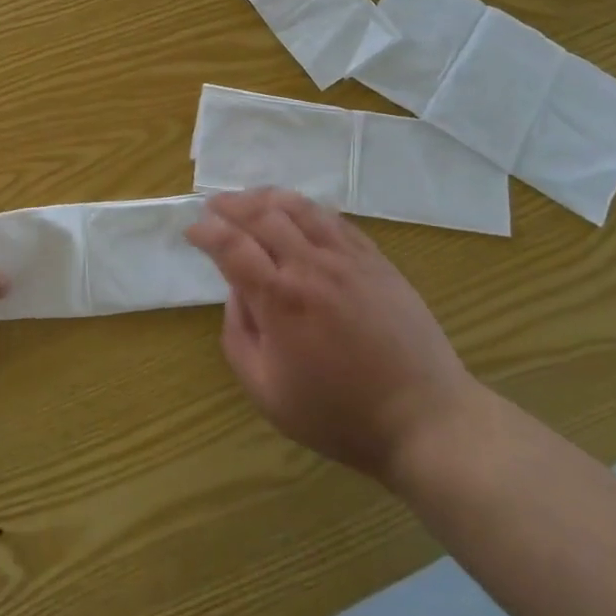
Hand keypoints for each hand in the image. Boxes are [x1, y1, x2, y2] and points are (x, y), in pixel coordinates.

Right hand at [187, 188, 476, 486]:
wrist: (423, 417)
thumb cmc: (339, 414)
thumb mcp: (268, 393)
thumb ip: (238, 337)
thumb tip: (236, 293)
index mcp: (280, 299)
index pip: (232, 246)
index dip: (207, 232)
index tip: (193, 231)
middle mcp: (311, 266)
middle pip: (263, 216)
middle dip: (231, 205)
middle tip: (213, 206)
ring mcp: (348, 258)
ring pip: (300, 208)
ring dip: (267, 198)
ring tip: (249, 199)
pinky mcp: (376, 260)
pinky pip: (334, 220)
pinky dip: (307, 209)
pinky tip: (298, 213)